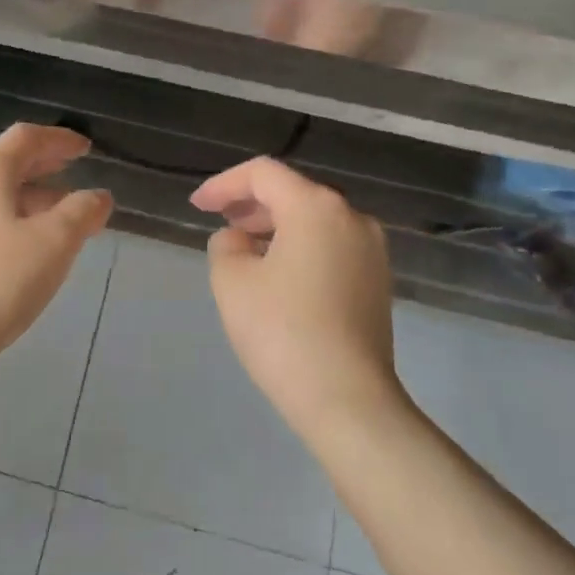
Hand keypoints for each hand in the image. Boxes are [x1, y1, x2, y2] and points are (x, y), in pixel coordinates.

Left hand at [0, 124, 112, 366]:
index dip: (59, 138)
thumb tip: (99, 195)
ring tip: (61, 213)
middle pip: (5, 160)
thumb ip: (81, 212)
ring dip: (30, 193)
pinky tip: (30, 245)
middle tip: (71, 169)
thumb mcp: (53, 243)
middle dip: (42, 162)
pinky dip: (14, 217)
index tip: (86, 148)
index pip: (26, 137)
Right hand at [190, 157, 398, 437]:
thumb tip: (239, 240)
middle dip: (250, 203)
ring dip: (275, 226)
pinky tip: (277, 274)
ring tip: (243, 248)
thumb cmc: (283, 332)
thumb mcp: (232, 281)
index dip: (224, 184)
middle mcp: (351, 217)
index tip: (197, 206)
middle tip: (218, 221)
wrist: (348, 400)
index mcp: (316, 207)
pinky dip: (299, 246)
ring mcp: (371, 250)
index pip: (263, 174)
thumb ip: (226, 245)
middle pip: (293, 192)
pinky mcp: (377, 281)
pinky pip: (331, 246)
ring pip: (314, 220)